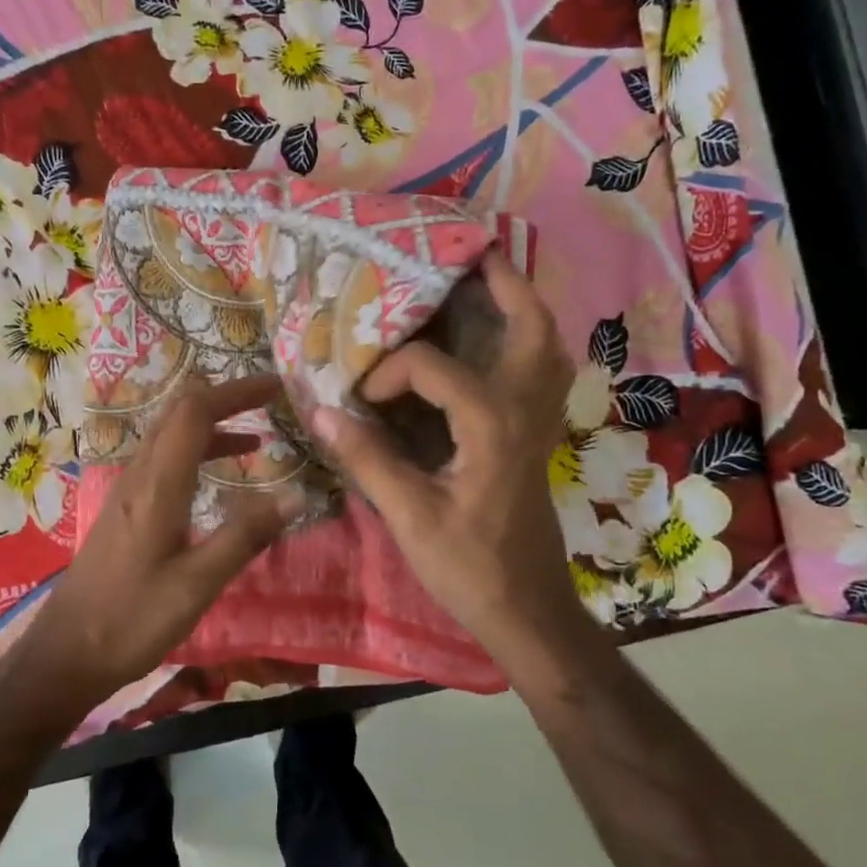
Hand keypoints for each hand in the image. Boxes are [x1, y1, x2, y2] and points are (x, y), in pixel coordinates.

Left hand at [22, 375, 300, 706]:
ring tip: (256, 440)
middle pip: (179, 414)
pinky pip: (164, 461)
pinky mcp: (126, 510)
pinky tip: (218, 479)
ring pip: (170, 436)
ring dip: (211, 426)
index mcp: (157, 484)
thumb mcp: (198, 583)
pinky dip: (197, 453)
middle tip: (269, 402)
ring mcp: (128, 491)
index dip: (235, 391)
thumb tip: (296, 494)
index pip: (195, 412)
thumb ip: (246, 535)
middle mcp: (139, 476)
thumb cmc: (133, 619)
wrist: (66, 653)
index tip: (275, 386)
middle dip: (225, 399)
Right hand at [312, 251, 576, 656]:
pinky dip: (526, 344)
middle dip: (503, 283)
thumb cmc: (469, 567)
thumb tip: (319, 409)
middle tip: (469, 255)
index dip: (389, 372)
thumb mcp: (409, 516)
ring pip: (547, 346)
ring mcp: (540, 422)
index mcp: (491, 424)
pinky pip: (542, 372)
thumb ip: (366, 457)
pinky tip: (496, 345)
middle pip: (531, 326)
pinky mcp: (537, 436)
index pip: (433, 367)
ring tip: (487, 285)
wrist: (527, 611)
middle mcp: (525, 410)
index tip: (360, 399)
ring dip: (522, 308)